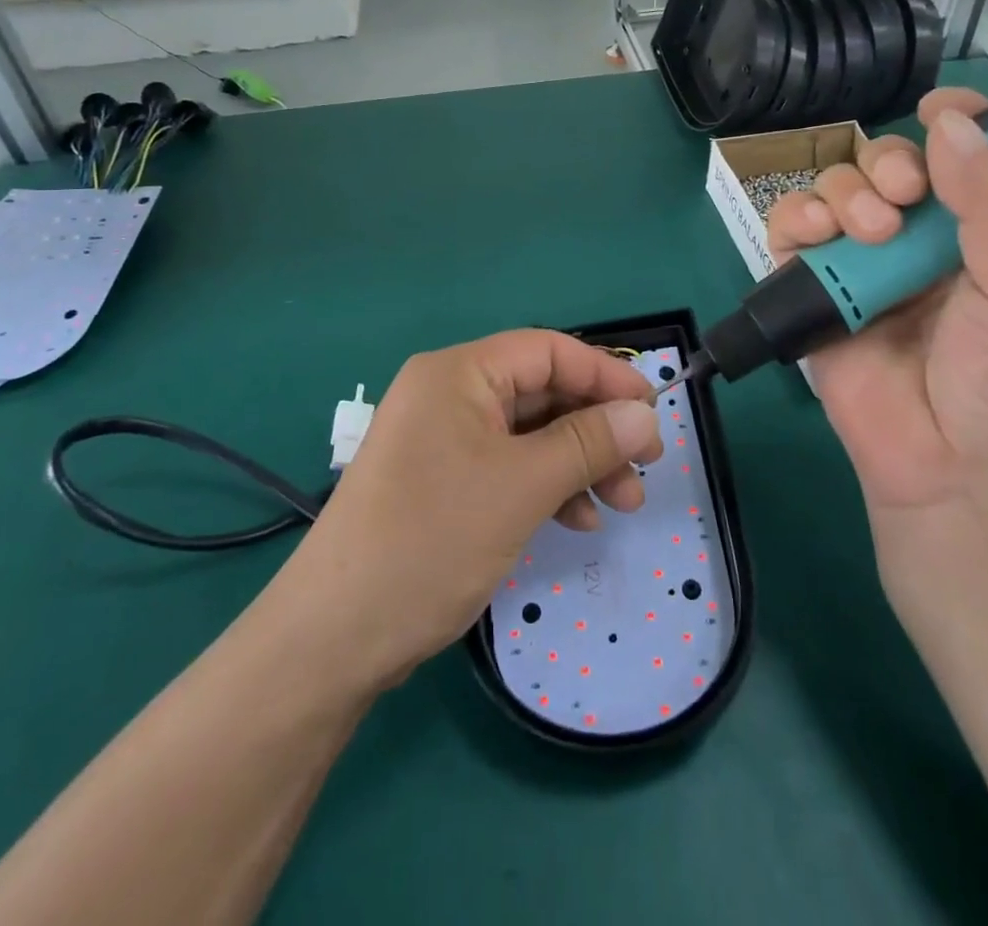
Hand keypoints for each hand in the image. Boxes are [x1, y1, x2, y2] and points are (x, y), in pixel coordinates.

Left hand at [278, 331, 661, 689]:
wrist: (334, 636)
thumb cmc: (431, 539)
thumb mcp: (521, 486)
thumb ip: (588, 443)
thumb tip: (646, 415)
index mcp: (458, 373)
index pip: (547, 351)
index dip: (604, 374)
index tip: (653, 410)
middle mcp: (449, 395)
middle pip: (541, 393)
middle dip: (597, 428)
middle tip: (647, 466)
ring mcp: (443, 441)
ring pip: (530, 435)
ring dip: (579, 463)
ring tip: (623, 504)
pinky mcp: (443, 483)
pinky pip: (508, 468)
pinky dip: (547, 488)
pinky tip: (578, 521)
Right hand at [766, 90, 987, 548]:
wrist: (952, 481)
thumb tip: (951, 122)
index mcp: (979, 238)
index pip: (961, 160)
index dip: (953, 124)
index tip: (939, 106)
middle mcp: (917, 246)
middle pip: (884, 167)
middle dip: (886, 165)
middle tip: (901, 196)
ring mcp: (860, 271)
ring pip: (833, 193)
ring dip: (842, 193)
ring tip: (865, 232)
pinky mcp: (812, 297)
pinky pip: (788, 238)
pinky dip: (793, 222)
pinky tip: (812, 236)